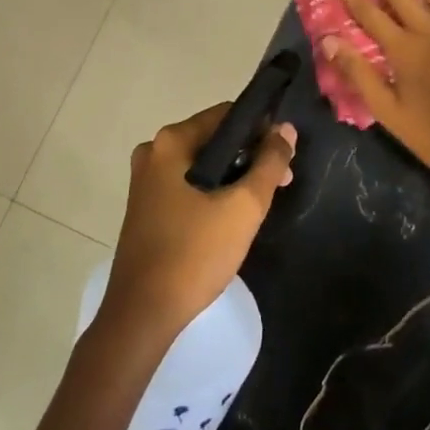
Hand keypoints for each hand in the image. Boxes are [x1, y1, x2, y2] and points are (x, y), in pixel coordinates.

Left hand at [104, 102, 295, 341]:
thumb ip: (269, 163)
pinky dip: (213, 192)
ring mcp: (146, 181)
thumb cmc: (194, 254)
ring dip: (234, 176)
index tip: (285, 153)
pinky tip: (232, 216)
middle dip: (249, 155)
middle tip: (280, 182)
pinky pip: (188, 185)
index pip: (226, 114)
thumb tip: (285, 129)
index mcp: (171, 142)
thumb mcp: (243, 207)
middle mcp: (154, 152)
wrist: (143, 314)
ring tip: (262, 202)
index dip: (261, 128)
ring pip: (202, 165)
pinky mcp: (147, 207)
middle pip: (214, 139)